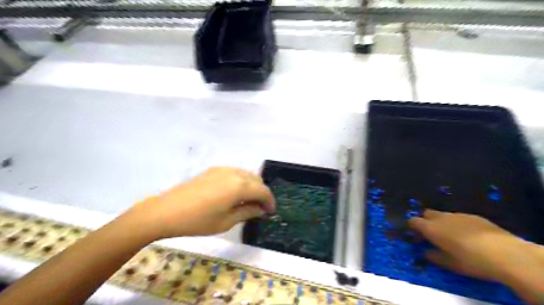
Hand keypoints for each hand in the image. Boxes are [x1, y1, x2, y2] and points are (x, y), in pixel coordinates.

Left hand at [127, 168, 276, 238]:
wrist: (166, 211)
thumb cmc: (198, 221)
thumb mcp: (226, 221)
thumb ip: (248, 212)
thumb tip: (261, 209)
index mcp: (240, 186)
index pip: (263, 191)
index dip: (270, 202)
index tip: (270, 212)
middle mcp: (234, 172)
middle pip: (256, 180)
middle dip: (261, 193)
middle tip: (259, 209)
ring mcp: (223, 169)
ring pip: (246, 175)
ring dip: (251, 187)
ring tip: (247, 202)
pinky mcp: (213, 170)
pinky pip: (235, 174)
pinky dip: (240, 182)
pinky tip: (233, 195)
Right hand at [408, 211, 533, 281]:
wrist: (506, 254)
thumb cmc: (471, 260)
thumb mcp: (449, 264)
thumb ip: (433, 256)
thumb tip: (425, 252)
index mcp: (431, 228)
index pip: (413, 221)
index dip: (412, 227)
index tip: (417, 237)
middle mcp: (441, 218)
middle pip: (426, 213)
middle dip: (426, 221)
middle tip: (432, 235)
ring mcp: (458, 215)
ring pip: (443, 215)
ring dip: (442, 222)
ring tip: (452, 237)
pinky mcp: (473, 216)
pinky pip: (459, 217)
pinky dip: (458, 224)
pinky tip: (469, 236)